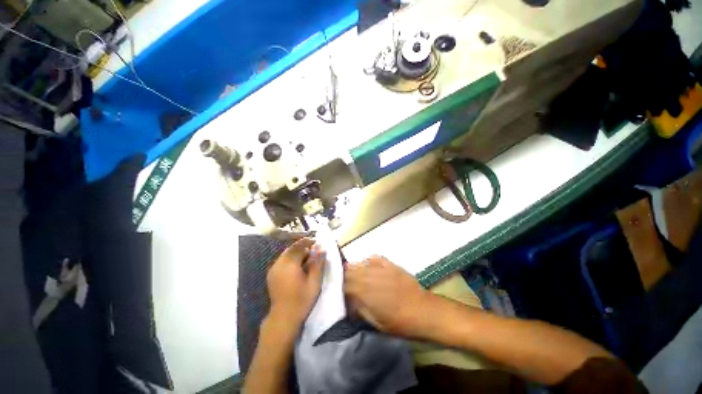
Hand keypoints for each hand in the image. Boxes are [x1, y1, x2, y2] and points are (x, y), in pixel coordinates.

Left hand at [267, 238, 325, 329]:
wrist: (284, 317)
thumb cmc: (302, 299)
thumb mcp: (314, 281)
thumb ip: (318, 263)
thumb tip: (322, 248)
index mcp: (289, 264)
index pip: (299, 245)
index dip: (309, 242)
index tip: (318, 243)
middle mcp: (279, 263)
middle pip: (292, 248)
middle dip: (303, 247)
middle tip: (314, 252)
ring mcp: (273, 268)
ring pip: (287, 254)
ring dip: (297, 253)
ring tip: (307, 259)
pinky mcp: (272, 274)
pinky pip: (283, 260)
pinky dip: (291, 259)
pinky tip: (298, 267)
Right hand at [344, 256, 433, 337]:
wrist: (424, 311)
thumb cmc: (401, 323)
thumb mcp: (378, 324)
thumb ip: (362, 311)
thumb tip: (351, 302)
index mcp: (367, 294)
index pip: (347, 286)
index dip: (341, 288)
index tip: (340, 292)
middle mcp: (372, 278)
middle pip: (352, 272)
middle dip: (346, 276)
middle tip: (344, 281)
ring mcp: (382, 269)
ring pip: (362, 264)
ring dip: (355, 268)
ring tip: (353, 271)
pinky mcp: (391, 265)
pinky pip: (376, 258)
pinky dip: (369, 260)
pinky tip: (368, 264)